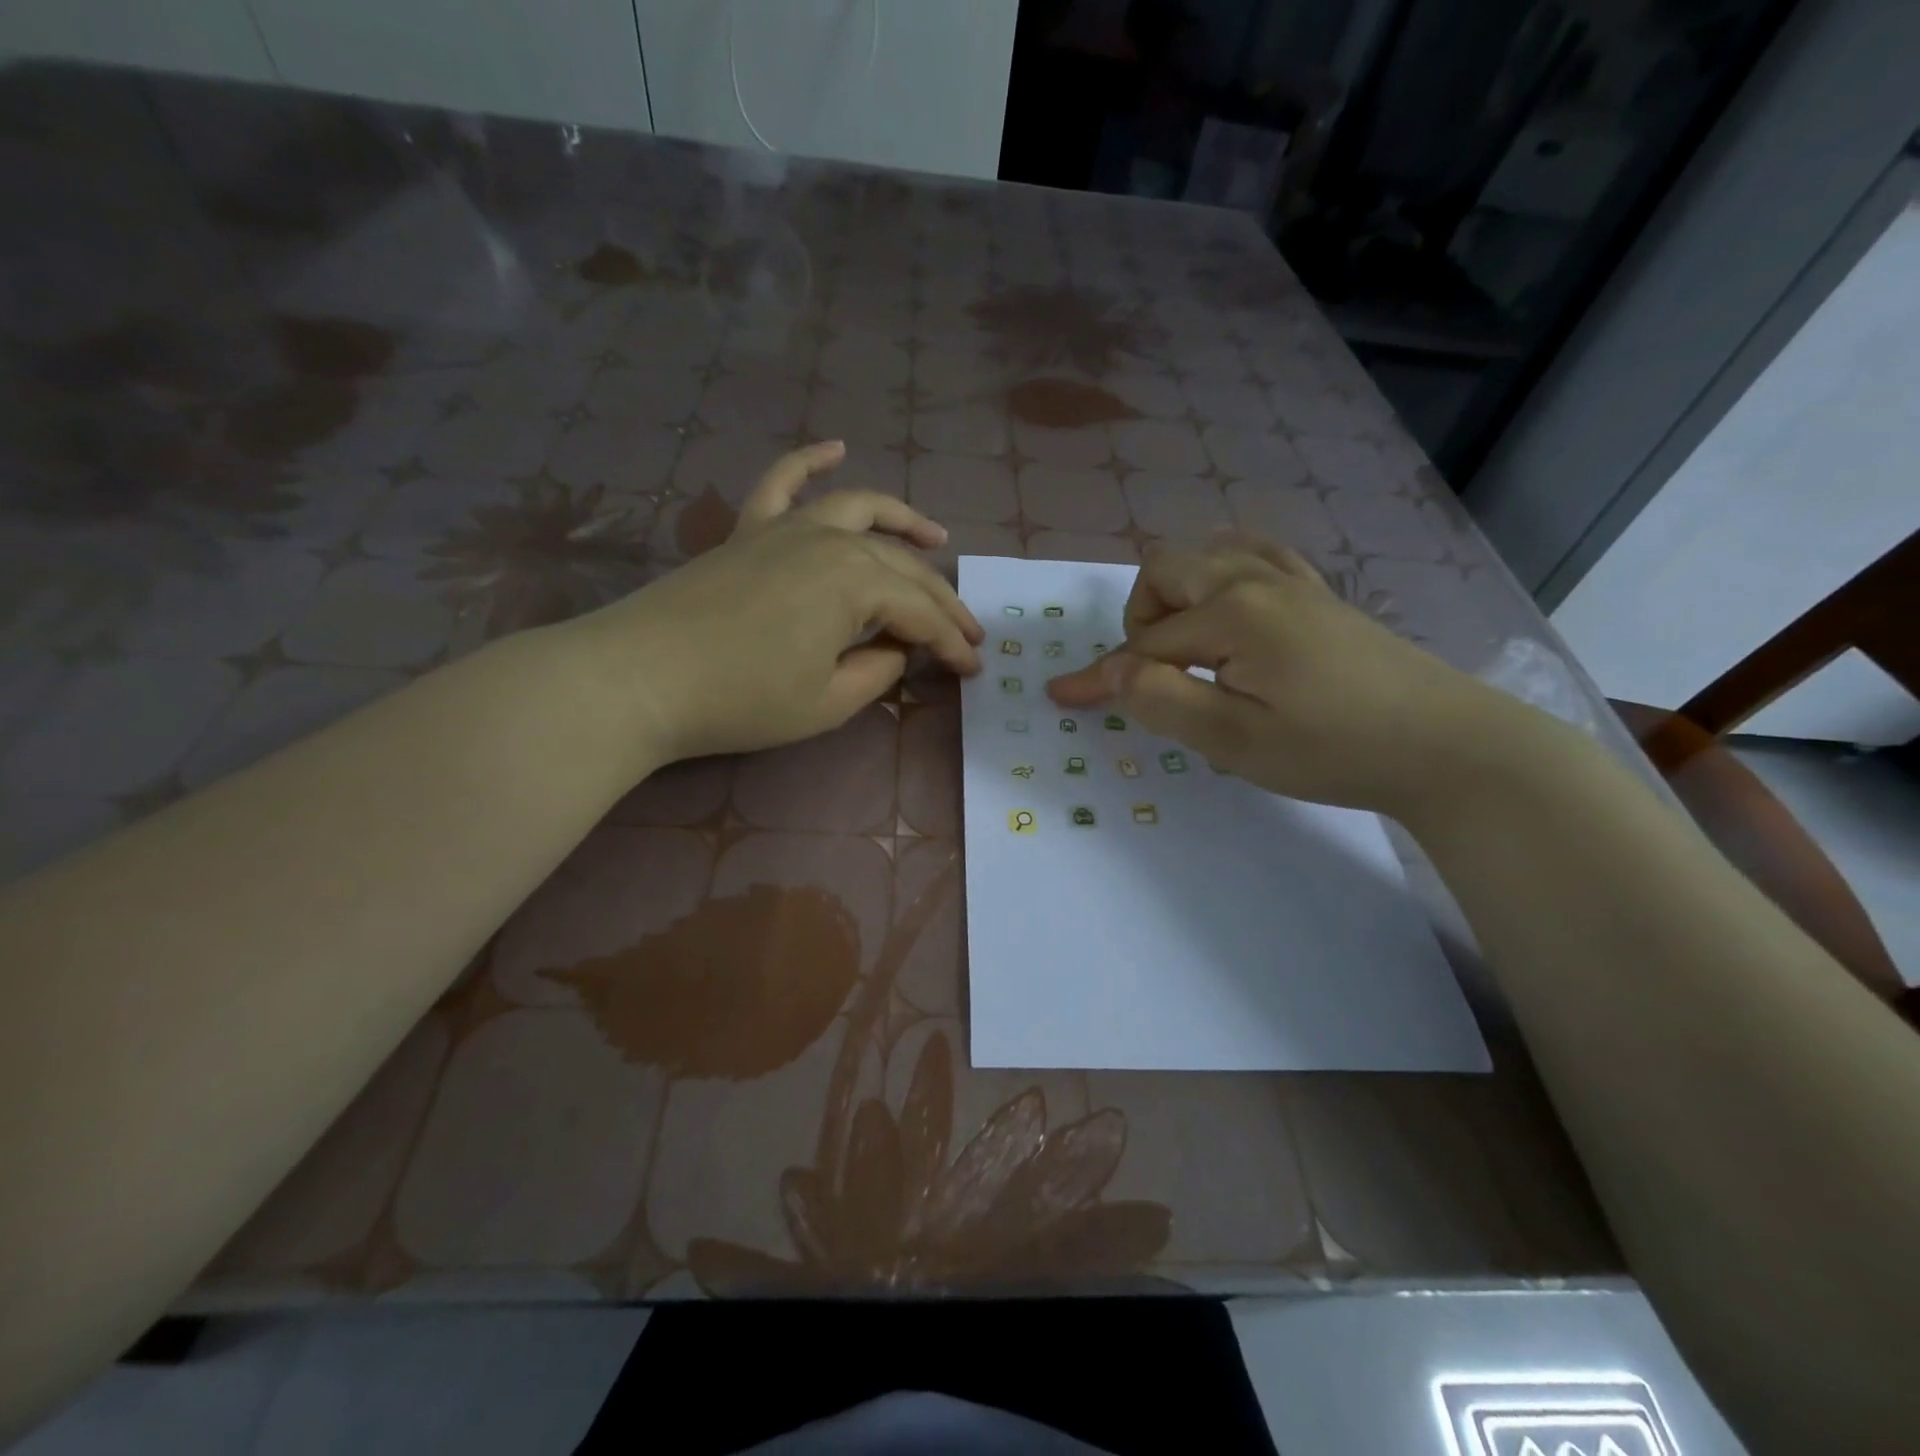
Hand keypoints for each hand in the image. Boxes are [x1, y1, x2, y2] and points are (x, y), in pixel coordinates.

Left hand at [573, 441, 983, 764]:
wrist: (641, 677)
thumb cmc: (742, 699)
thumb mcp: (828, 702)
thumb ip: (878, 672)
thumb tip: (895, 649)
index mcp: (856, 582)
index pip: (921, 614)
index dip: (951, 644)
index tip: (975, 668)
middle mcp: (830, 540)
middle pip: (902, 565)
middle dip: (941, 600)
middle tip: (969, 629)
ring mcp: (786, 527)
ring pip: (859, 510)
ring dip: (904, 521)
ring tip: (936, 536)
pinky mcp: (748, 530)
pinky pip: (783, 482)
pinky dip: (810, 460)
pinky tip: (836, 447)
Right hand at [1045, 535, 1517, 816]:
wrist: (1446, 744)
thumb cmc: (1333, 748)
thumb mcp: (1235, 739)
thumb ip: (1164, 700)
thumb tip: (1114, 669)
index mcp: (1233, 614)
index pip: (1145, 645)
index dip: (1102, 677)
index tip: (1061, 698)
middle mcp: (1257, 580)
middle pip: (1167, 573)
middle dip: (1140, 620)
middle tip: (1155, 677)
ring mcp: (1294, 582)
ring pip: (1208, 557)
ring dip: (1178, 595)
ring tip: (1187, 646)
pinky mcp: (1319, 595)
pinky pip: (1256, 556)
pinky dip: (1223, 574)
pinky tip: (1231, 603)